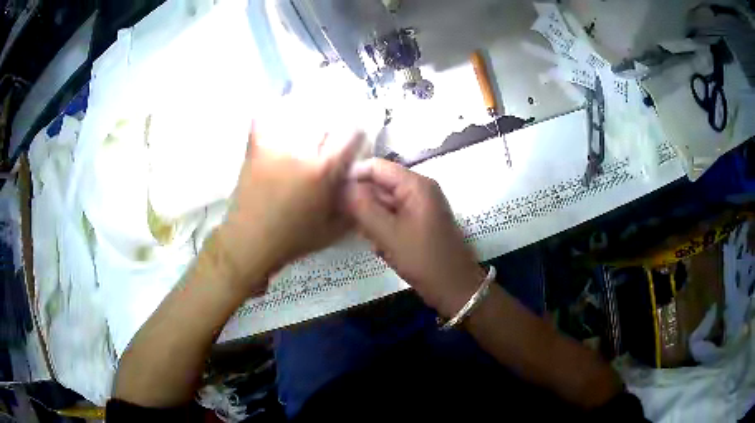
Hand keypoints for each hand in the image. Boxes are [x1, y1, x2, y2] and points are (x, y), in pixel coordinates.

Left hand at [213, 127, 363, 295]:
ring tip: (309, 117)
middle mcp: (300, 151)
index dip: (357, 134)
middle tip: (332, 131)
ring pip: (295, 113)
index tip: (356, 137)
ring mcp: (275, 146)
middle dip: (333, 122)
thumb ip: (352, 205)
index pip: (349, 136)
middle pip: (324, 119)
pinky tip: (278, 112)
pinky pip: (264, 119)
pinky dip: (272, 112)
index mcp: (322, 171)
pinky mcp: (255, 148)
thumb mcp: (332, 229)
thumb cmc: (293, 239)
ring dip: (306, 112)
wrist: (250, 241)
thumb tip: (362, 184)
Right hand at [345, 159, 483, 317]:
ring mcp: (420, 206)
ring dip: (369, 215)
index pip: (376, 166)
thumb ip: (362, 207)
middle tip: (340, 217)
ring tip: (360, 233)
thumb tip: (340, 186)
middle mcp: (419, 189)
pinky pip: (393, 215)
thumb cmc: (424, 260)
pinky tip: (375, 243)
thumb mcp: (389, 234)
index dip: (352, 176)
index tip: (331, 194)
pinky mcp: (419, 221)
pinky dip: (380, 225)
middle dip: (360, 199)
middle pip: (380, 182)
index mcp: (416, 184)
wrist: (455, 288)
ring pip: (384, 200)